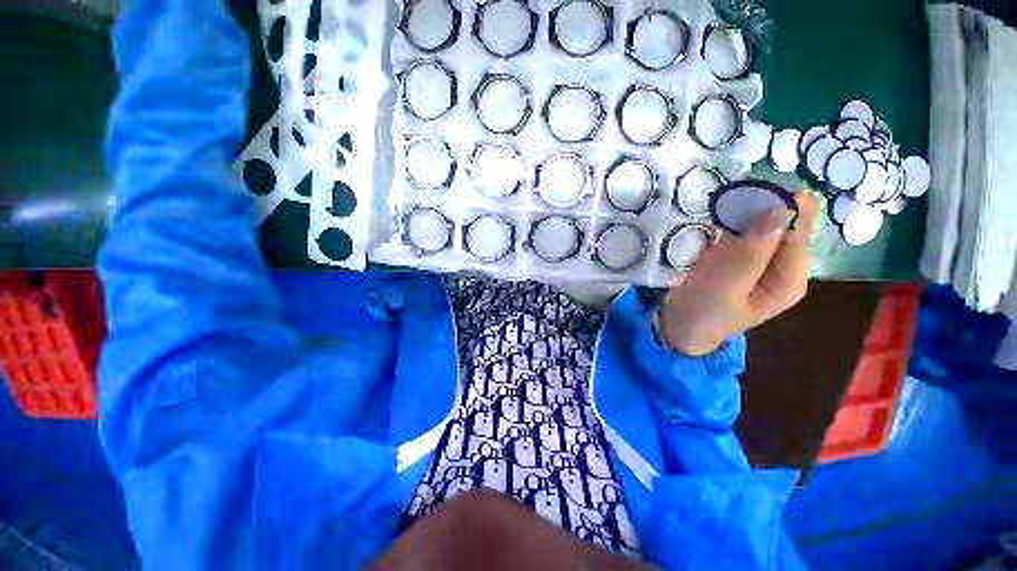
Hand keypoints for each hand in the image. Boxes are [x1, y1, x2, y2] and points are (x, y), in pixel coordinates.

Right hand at [658, 190, 820, 355]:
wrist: (677, 327)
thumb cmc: (702, 313)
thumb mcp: (724, 286)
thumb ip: (751, 252)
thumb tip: (781, 209)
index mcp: (790, 278)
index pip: (798, 231)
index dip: (781, 206)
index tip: (751, 192)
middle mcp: (782, 266)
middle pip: (784, 224)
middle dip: (762, 206)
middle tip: (733, 196)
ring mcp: (759, 261)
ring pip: (762, 224)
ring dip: (745, 211)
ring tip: (724, 202)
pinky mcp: (738, 257)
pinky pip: (743, 231)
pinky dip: (732, 220)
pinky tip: (719, 215)